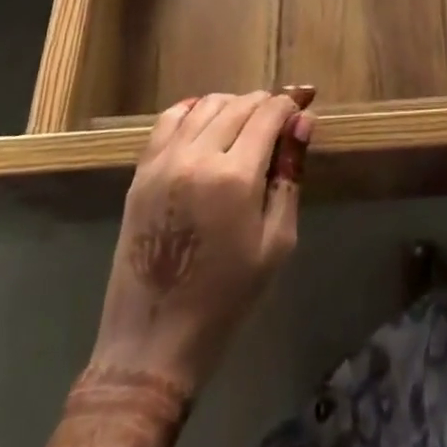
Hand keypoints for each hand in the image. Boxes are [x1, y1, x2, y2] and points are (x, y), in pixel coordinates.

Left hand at [93, 87, 314, 391]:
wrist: (153, 342)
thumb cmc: (226, 298)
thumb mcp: (275, 242)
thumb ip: (290, 176)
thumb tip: (303, 122)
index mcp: (235, 177)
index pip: (269, 114)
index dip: (291, 104)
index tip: (304, 105)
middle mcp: (197, 157)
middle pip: (239, 105)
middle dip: (266, 104)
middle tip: (281, 119)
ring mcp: (164, 162)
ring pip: (206, 105)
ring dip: (233, 105)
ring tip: (247, 123)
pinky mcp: (141, 173)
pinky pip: (169, 120)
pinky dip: (193, 110)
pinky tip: (206, 119)